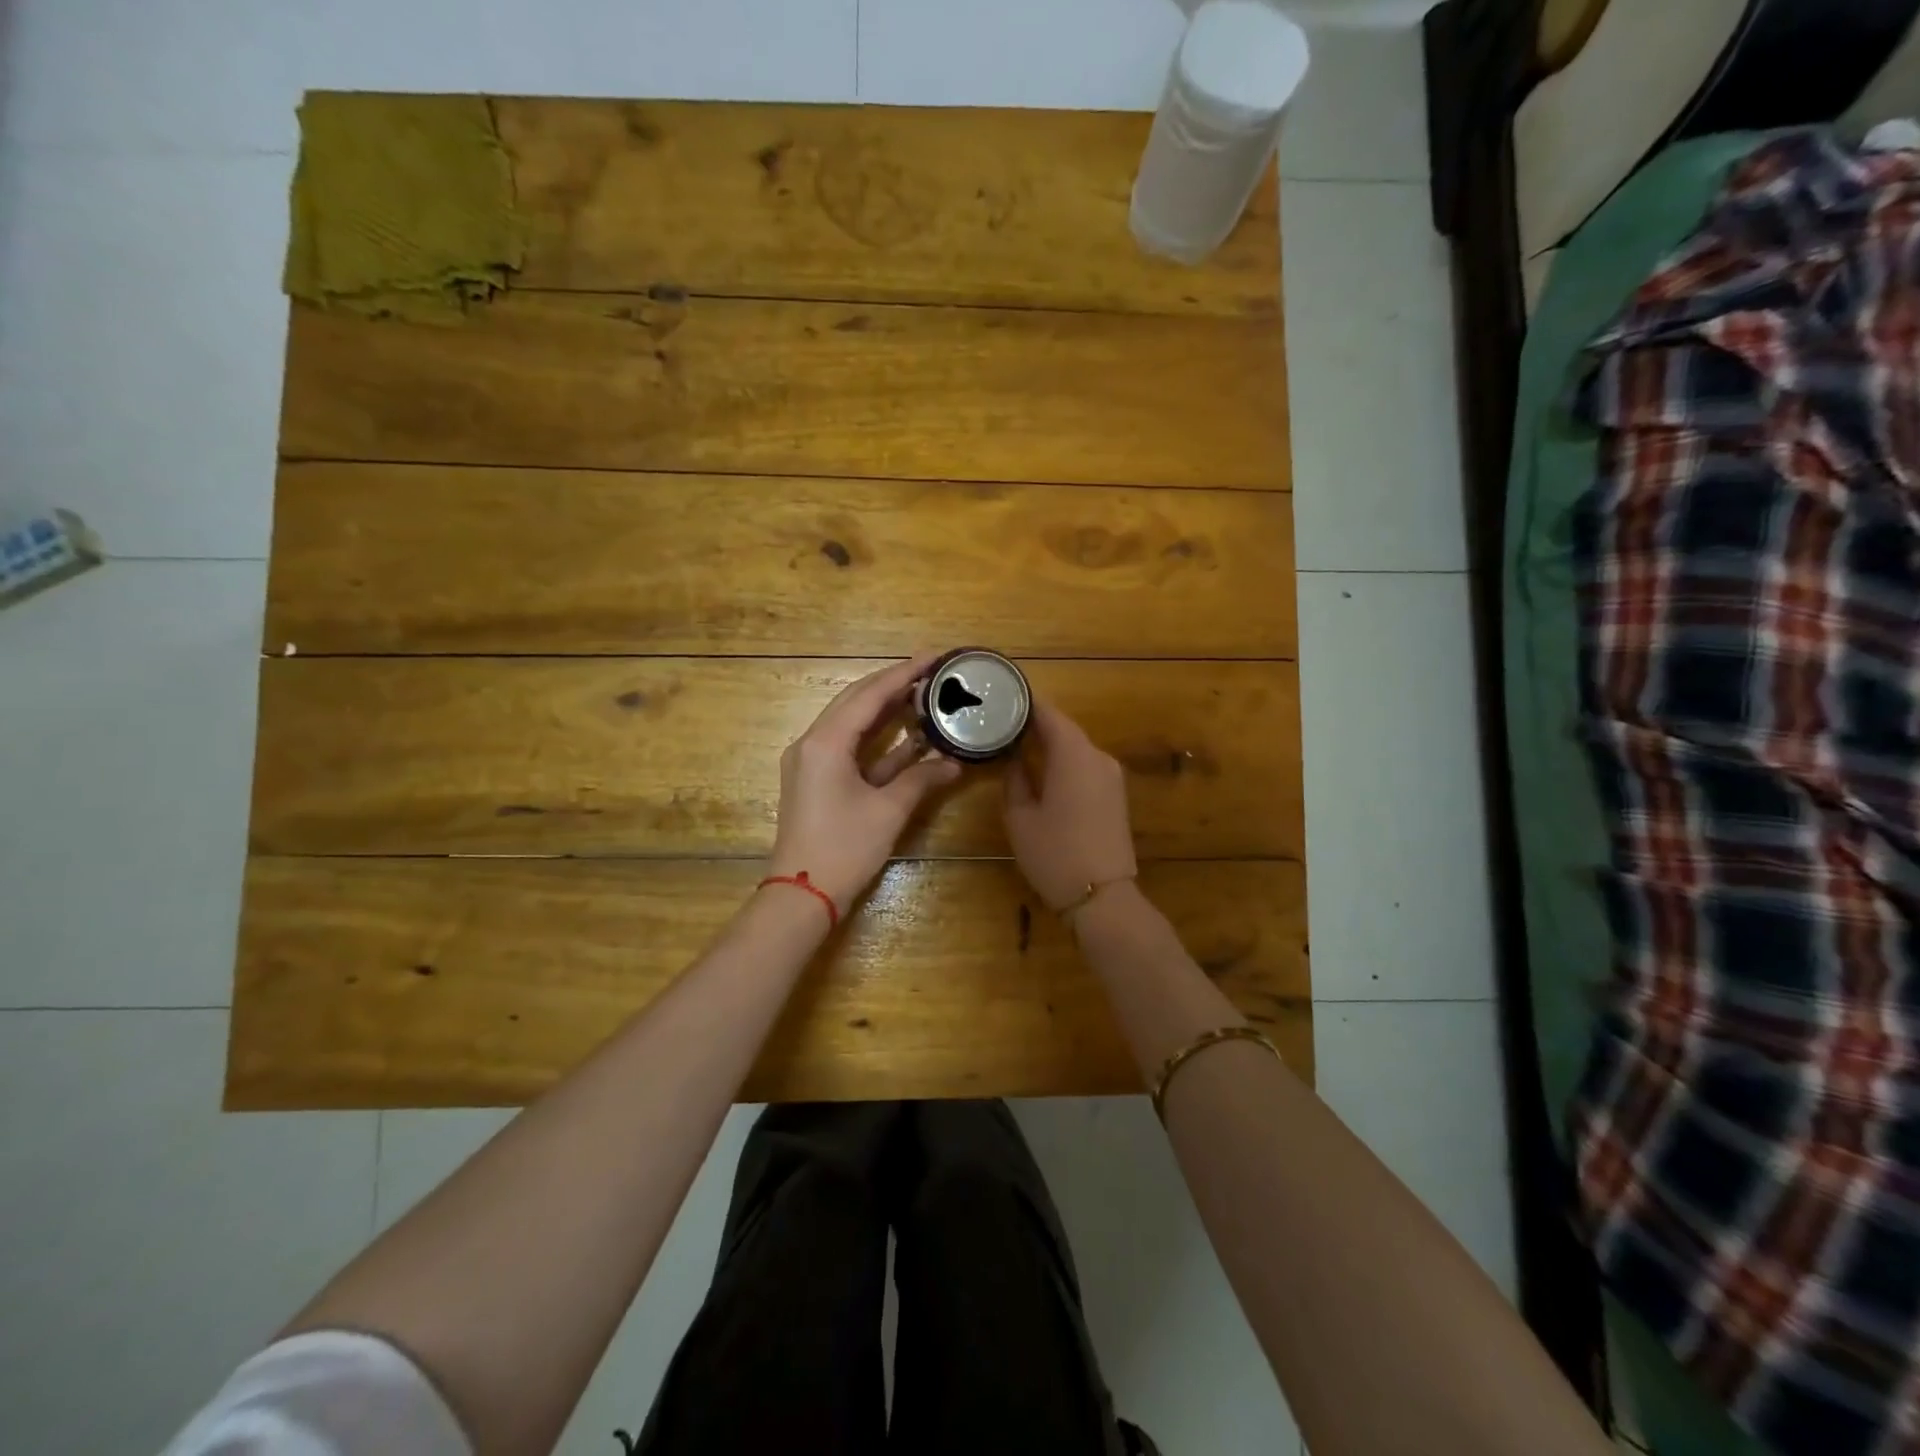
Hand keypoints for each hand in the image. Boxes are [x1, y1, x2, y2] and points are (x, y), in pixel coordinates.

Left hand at [767, 655, 961, 914]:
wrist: (802, 895)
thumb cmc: (844, 849)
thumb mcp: (888, 811)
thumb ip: (922, 779)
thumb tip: (955, 763)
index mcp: (826, 742)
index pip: (869, 694)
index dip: (904, 673)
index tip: (934, 657)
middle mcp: (812, 742)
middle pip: (856, 700)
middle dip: (894, 684)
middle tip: (932, 672)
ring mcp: (811, 761)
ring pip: (852, 723)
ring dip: (887, 710)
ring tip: (924, 695)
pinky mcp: (816, 780)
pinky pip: (849, 747)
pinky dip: (878, 741)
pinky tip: (909, 737)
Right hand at [1003, 699, 1137, 912]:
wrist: (1103, 897)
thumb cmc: (1054, 854)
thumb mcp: (1020, 817)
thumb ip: (1014, 779)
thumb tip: (1013, 758)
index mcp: (1074, 754)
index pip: (1048, 713)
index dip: (1024, 703)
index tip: (1000, 698)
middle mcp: (1098, 756)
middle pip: (1063, 729)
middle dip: (1034, 724)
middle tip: (1000, 723)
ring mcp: (1112, 776)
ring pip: (1075, 748)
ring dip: (1049, 744)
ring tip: (1015, 744)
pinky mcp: (1116, 795)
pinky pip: (1085, 766)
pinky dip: (1063, 762)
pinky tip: (1041, 770)